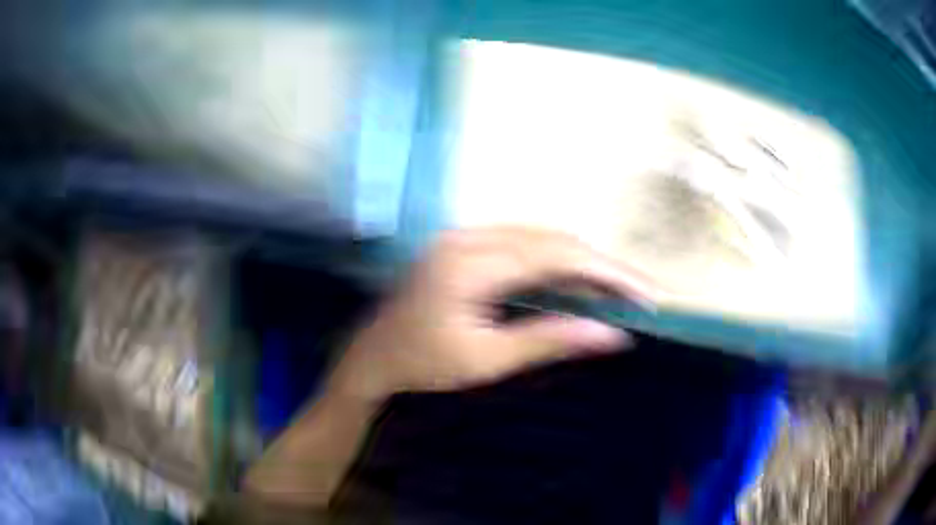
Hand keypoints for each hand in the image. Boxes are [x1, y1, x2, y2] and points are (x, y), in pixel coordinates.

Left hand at [331, 227, 657, 402]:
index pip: (557, 256)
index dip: (608, 272)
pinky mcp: (465, 244)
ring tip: (616, 288)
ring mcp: (465, 236)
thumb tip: (612, 336)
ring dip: (582, 260)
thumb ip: (550, 340)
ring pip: (540, 237)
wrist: (372, 357)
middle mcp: (470, 236)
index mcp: (472, 263)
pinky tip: (575, 279)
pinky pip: (523, 243)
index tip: (645, 294)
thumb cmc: (424, 365)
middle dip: (602, 264)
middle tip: (639, 292)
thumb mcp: (487, 360)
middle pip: (553, 239)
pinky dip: (556, 260)